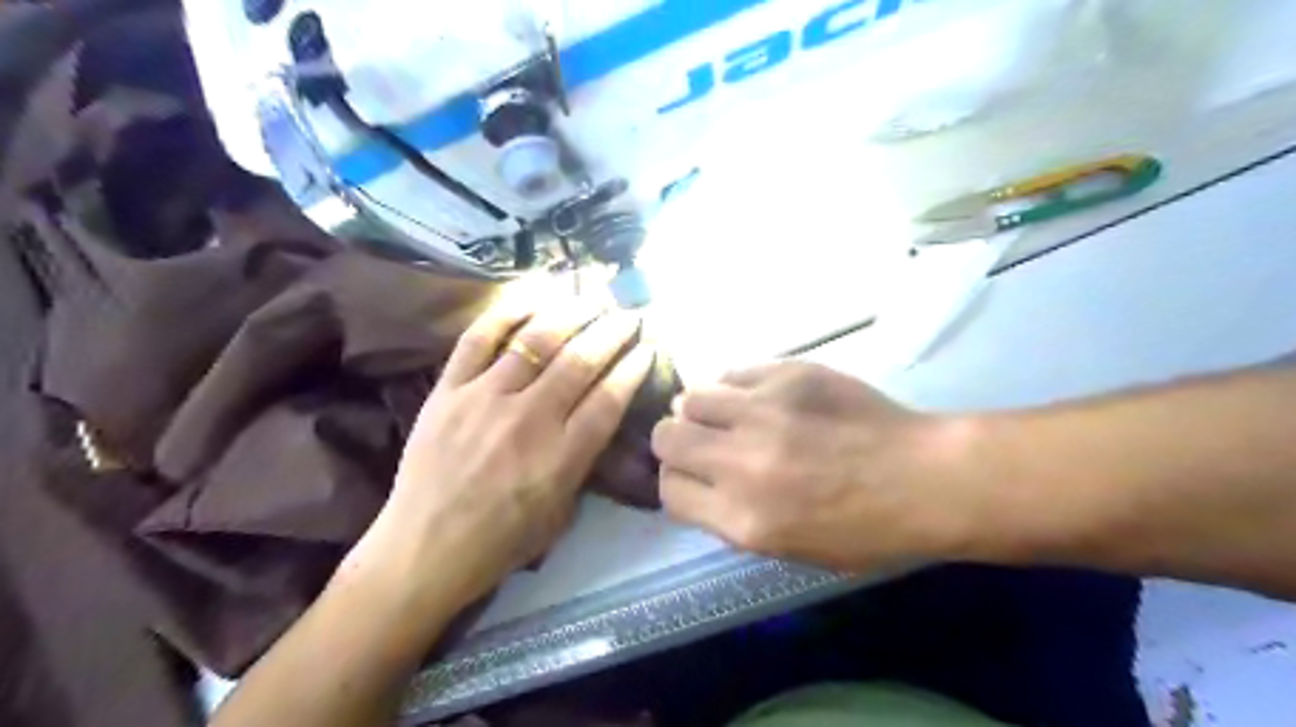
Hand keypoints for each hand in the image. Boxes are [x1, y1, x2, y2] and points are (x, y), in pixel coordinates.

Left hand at [351, 287, 652, 603]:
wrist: (424, 551)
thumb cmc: (501, 542)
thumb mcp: (561, 513)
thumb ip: (582, 464)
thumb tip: (596, 422)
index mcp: (562, 456)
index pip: (609, 399)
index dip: (632, 369)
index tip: (646, 348)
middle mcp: (529, 419)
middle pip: (580, 362)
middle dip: (611, 332)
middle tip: (627, 314)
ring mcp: (485, 398)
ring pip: (536, 341)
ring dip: (570, 314)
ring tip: (590, 300)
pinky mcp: (448, 390)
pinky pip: (478, 339)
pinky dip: (507, 313)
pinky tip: (532, 297)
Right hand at [655, 361, 989, 570]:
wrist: (924, 478)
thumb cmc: (864, 530)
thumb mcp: (788, 548)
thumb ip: (730, 516)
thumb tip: (699, 478)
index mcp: (742, 519)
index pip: (668, 490)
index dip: (676, 481)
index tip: (692, 476)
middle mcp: (741, 464)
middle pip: (667, 438)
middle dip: (676, 442)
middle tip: (702, 442)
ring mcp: (763, 413)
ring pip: (691, 398)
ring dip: (702, 410)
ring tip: (730, 416)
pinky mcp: (786, 375)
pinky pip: (733, 374)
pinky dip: (735, 388)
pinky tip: (759, 398)